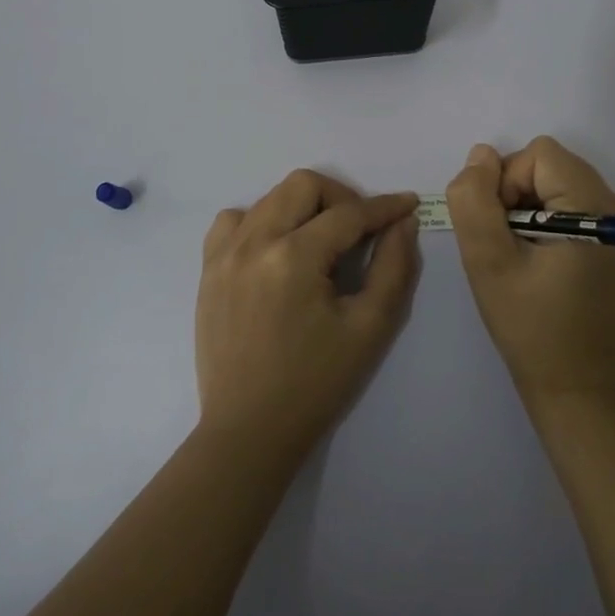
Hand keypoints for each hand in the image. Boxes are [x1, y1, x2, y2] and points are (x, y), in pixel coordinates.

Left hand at [196, 171, 419, 459]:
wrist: (249, 430)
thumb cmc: (316, 383)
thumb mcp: (370, 328)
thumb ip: (393, 267)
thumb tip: (403, 222)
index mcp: (294, 258)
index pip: (348, 214)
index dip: (384, 207)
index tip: (406, 203)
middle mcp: (254, 242)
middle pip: (303, 185)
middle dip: (341, 197)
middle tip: (360, 229)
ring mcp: (224, 253)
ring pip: (269, 197)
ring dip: (302, 207)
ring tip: (319, 241)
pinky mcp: (208, 269)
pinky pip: (233, 220)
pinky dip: (260, 221)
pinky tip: (275, 249)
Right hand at [448, 137, 614, 406]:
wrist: (575, 387)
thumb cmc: (529, 327)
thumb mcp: (488, 262)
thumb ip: (475, 201)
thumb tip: (481, 155)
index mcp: (597, 210)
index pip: (540, 155)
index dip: (507, 182)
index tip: (502, 230)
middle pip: (552, 164)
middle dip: (517, 192)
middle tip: (508, 243)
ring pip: (558, 181)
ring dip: (529, 205)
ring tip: (522, 253)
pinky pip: (571, 202)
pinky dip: (546, 218)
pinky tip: (539, 258)